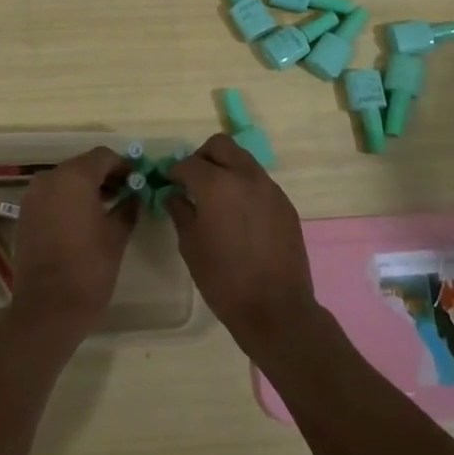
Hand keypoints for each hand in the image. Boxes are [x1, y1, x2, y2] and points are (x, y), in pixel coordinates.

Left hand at [8, 147, 136, 341]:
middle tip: (126, 193)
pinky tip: (84, 220)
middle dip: (105, 176)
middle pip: (82, 166)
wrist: (48, 308)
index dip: (123, 166)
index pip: (103, 156)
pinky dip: (68, 200)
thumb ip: (127, 208)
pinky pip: (51, 197)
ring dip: (86, 188)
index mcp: (74, 177)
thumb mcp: (117, 236)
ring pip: (65, 180)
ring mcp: (33, 197)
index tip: (138, 181)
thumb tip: (134, 196)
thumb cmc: (89, 268)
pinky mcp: (25, 215)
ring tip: (108, 208)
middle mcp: (49, 179)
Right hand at [168, 134, 322, 359]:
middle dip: (202, 157)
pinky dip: (244, 187)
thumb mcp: (191, 246)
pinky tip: (239, 215)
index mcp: (217, 185)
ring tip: (216, 198)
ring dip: (226, 169)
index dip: (174, 172)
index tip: (168, 183)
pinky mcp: (285, 204)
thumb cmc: (224, 279)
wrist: (276, 308)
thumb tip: (174, 195)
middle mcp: (246, 177)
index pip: (189, 163)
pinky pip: (259, 182)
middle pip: (221, 145)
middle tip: (193, 181)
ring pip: (243, 160)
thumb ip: (181, 212)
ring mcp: (270, 188)